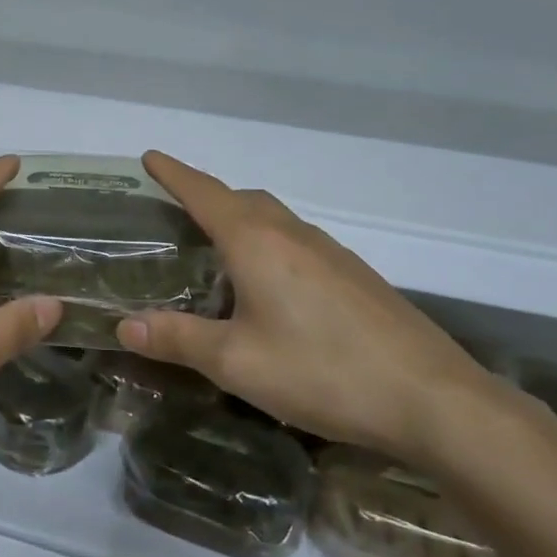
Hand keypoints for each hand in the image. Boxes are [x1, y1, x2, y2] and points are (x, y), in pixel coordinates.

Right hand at [115, 151, 496, 462]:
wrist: (432, 399)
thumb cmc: (322, 371)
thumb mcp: (236, 362)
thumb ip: (178, 339)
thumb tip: (124, 325)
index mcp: (257, 242)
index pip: (205, 193)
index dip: (174, 174)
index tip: (150, 157)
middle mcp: (294, 234)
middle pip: (242, 199)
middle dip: (206, 196)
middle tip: (176, 213)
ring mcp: (331, 253)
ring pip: (274, 220)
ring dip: (240, 221)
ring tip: (215, 252)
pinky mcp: (356, 277)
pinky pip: (297, 243)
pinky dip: (268, 246)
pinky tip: (268, 289)